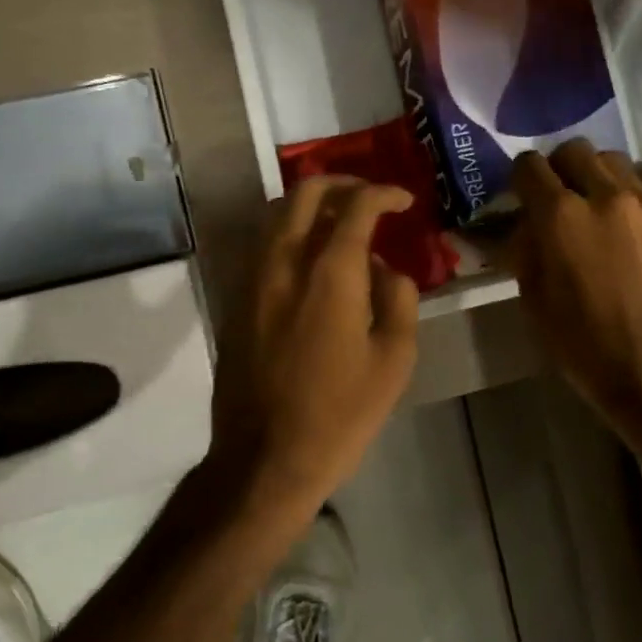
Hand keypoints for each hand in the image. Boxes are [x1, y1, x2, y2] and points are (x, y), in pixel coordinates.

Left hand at [211, 176, 420, 517]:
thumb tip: (384, 268)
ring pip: (276, 216)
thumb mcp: (394, 360)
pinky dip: (291, 235)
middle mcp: (284, 263)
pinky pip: (264, 247)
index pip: (356, 206)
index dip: (384, 194)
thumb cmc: (340, 414)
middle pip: (304, 193)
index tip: (404, 201)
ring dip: (311, 206)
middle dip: (341, 184)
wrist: (265, 458)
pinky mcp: (236, 301)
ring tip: (342, 224)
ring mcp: (253, 280)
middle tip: (369, 198)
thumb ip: (398, 299)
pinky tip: (313, 262)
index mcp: (329, 274)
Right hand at [508, 141, 641, 422]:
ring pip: (618, 160)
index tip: (522, 193)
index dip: (520, 177)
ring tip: (602, 207)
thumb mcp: (532, 296)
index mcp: (560, 216)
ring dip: (600, 176)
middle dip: (560, 169)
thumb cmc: (580, 342)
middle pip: (575, 150)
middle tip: (561, 197)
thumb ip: (524, 246)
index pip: (530, 166)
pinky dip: (637, 191)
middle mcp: (606, 196)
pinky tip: (634, 220)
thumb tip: (525, 221)